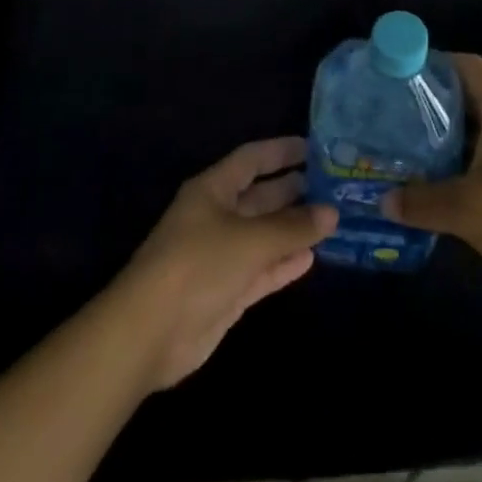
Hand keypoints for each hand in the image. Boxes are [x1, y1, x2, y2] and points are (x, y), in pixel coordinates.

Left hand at [116, 137, 336, 389]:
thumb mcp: (251, 240)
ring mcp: (220, 256)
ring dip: (292, 229)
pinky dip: (283, 264)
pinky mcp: (224, 292)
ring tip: (331, 220)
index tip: (314, 148)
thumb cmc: (198, 265)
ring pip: (263, 235)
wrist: (149, 333)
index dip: (280, 151)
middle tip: (331, 186)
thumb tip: (331, 212)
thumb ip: (293, 227)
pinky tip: (311, 259)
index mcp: (213, 190)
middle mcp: (216, 217)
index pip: (252, 159)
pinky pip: (260, 270)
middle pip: (259, 196)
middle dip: (292, 190)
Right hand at [382, 55, 481, 303]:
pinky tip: (438, 180)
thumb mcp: (468, 210)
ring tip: (407, 146)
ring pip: (478, 126)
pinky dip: (463, 158)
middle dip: (432, 102)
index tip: (400, 76)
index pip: (467, 66)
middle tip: (394, 115)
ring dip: (446, 134)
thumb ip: (422, 203)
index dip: (434, 63)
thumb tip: (383, 201)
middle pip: (469, 94)